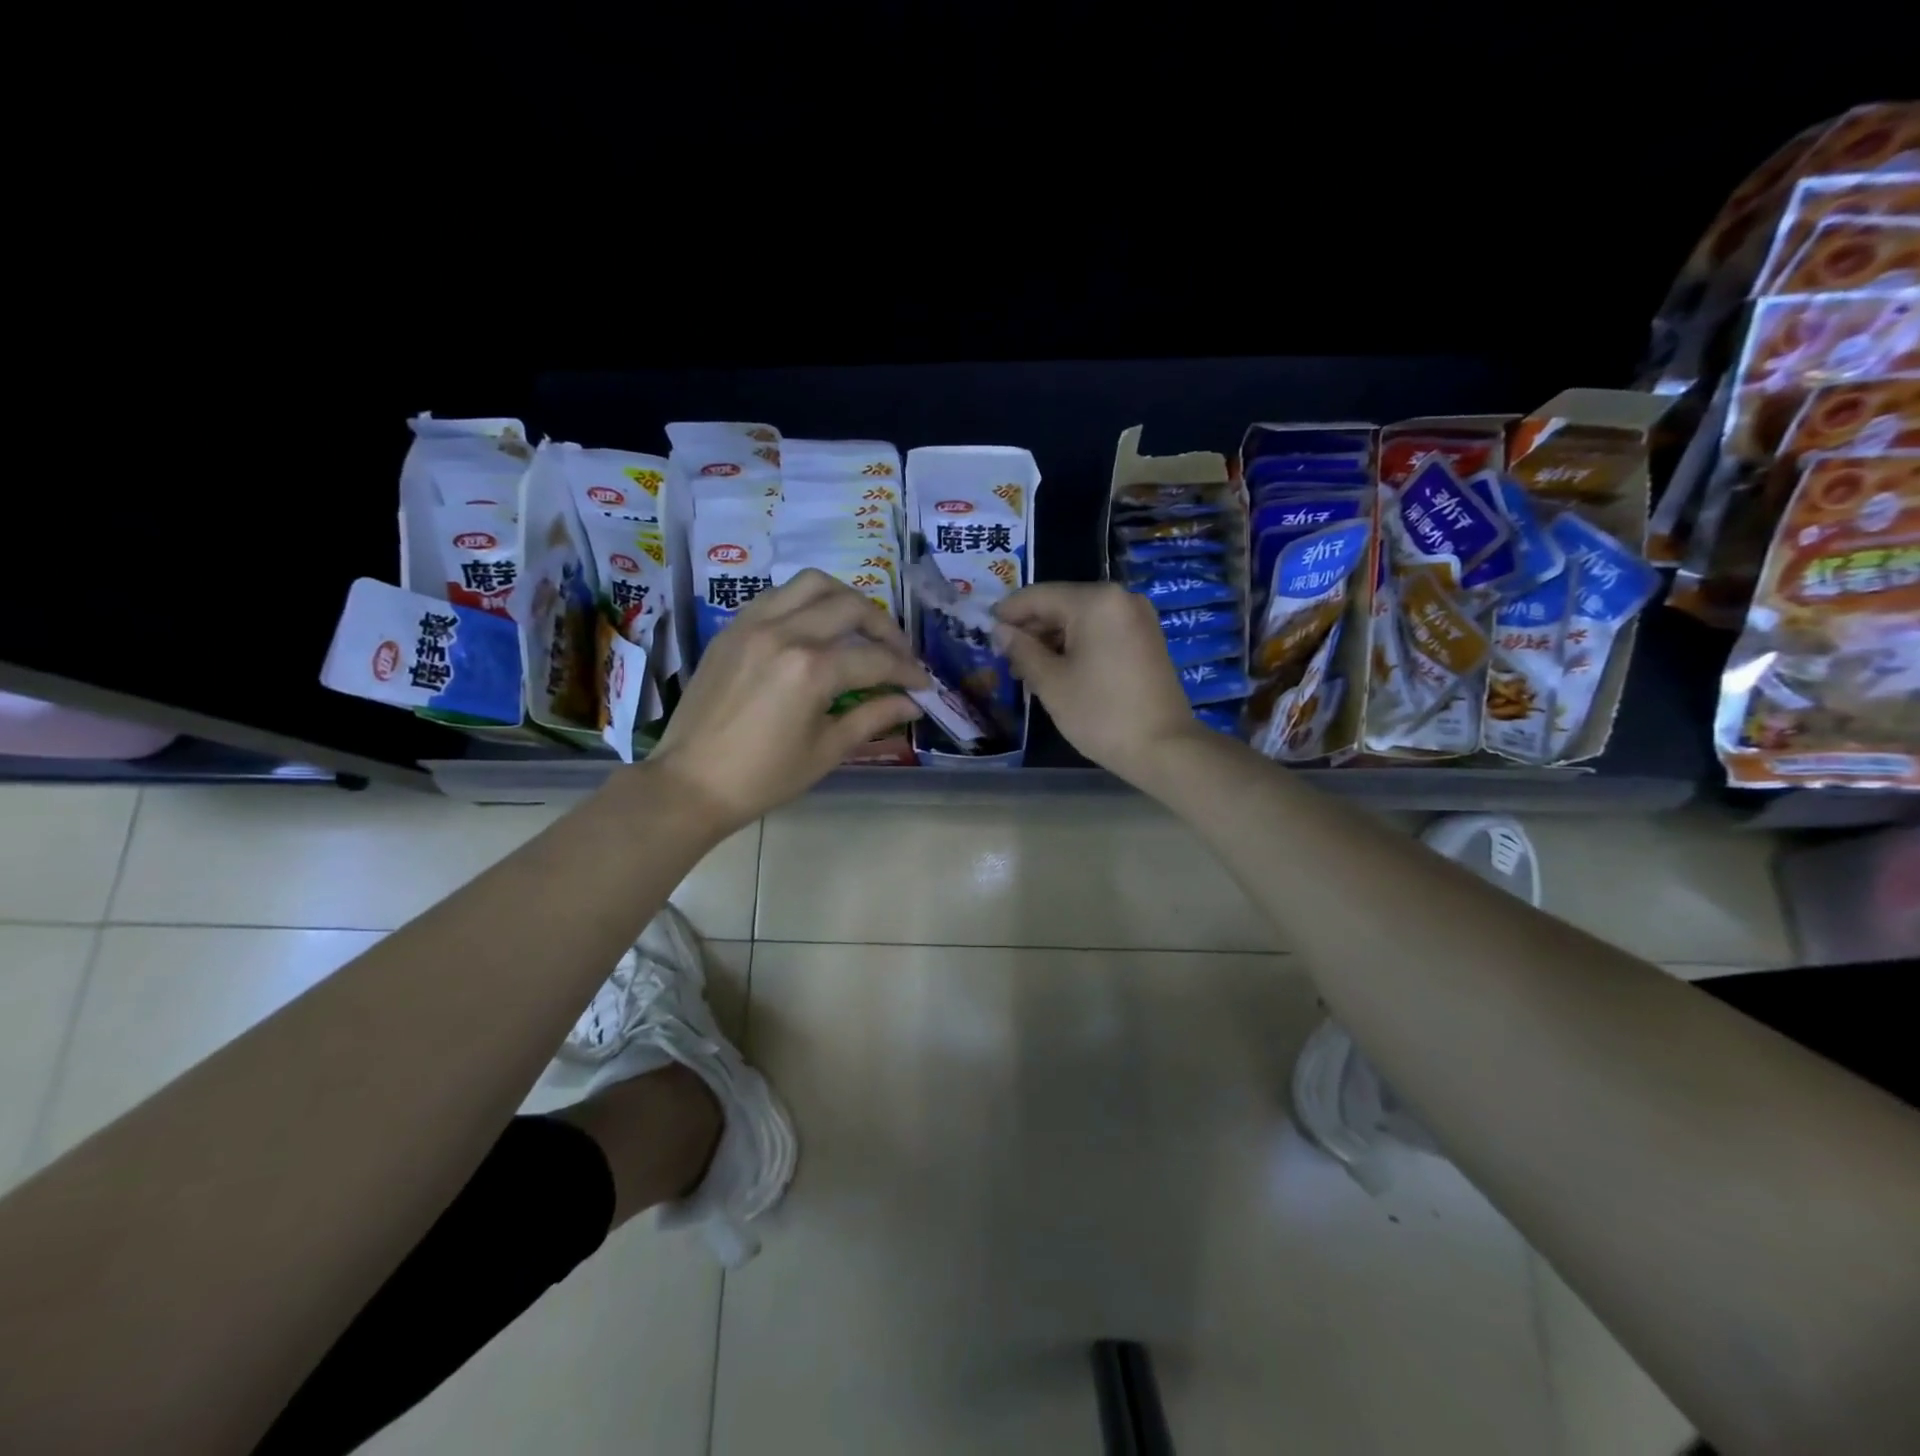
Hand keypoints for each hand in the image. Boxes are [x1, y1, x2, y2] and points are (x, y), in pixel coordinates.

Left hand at [648, 570, 927, 831]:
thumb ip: (873, 717)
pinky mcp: (732, 629)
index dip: (907, 671)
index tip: (922, 684)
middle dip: (884, 627)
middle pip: (850, 606)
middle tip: (897, 653)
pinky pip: (778, 596)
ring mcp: (753, 624)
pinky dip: (806, 603)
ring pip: (812, 584)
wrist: (690, 783)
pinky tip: (814, 629)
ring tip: (859, 627)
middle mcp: (784, 633)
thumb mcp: (826, 750)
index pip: (875, 658)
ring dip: (845, 599)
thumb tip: (911, 703)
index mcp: (810, 669)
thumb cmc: (763, 777)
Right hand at [992, 582, 1204, 785]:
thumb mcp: (1051, 682)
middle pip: (1061, 604)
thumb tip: (1000, 631)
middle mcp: (1120, 598)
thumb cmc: (1100, 713)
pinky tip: (1058, 671)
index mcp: (1096, 601)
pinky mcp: (1145, 638)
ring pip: (1080, 619)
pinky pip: (1100, 631)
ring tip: (1027, 671)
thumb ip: (1022, 650)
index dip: (1008, 614)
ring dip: (1052, 640)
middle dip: (1031, 630)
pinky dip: (1076, 646)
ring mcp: (1137, 618)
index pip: (1038, 596)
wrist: (1163, 747)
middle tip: (1005, 659)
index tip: (984, 633)